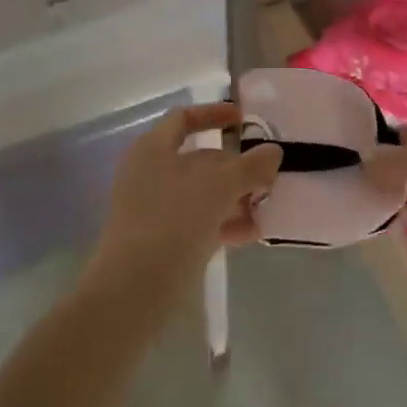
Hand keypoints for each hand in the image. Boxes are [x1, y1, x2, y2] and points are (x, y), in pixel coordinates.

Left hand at [88, 102, 280, 306]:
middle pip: (198, 159)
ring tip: (266, 207)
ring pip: (201, 194)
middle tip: (267, 176)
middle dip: (236, 167)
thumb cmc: (173, 221)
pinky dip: (223, 223)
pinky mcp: (160, 241)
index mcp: (153, 149)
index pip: (184, 118)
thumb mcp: (220, 187)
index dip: (214, 114)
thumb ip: (250, 166)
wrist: (133, 292)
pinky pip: (197, 222)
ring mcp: (153, 210)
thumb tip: (273, 152)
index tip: (243, 121)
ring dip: (235, 198)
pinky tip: (251, 234)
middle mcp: (150, 174)